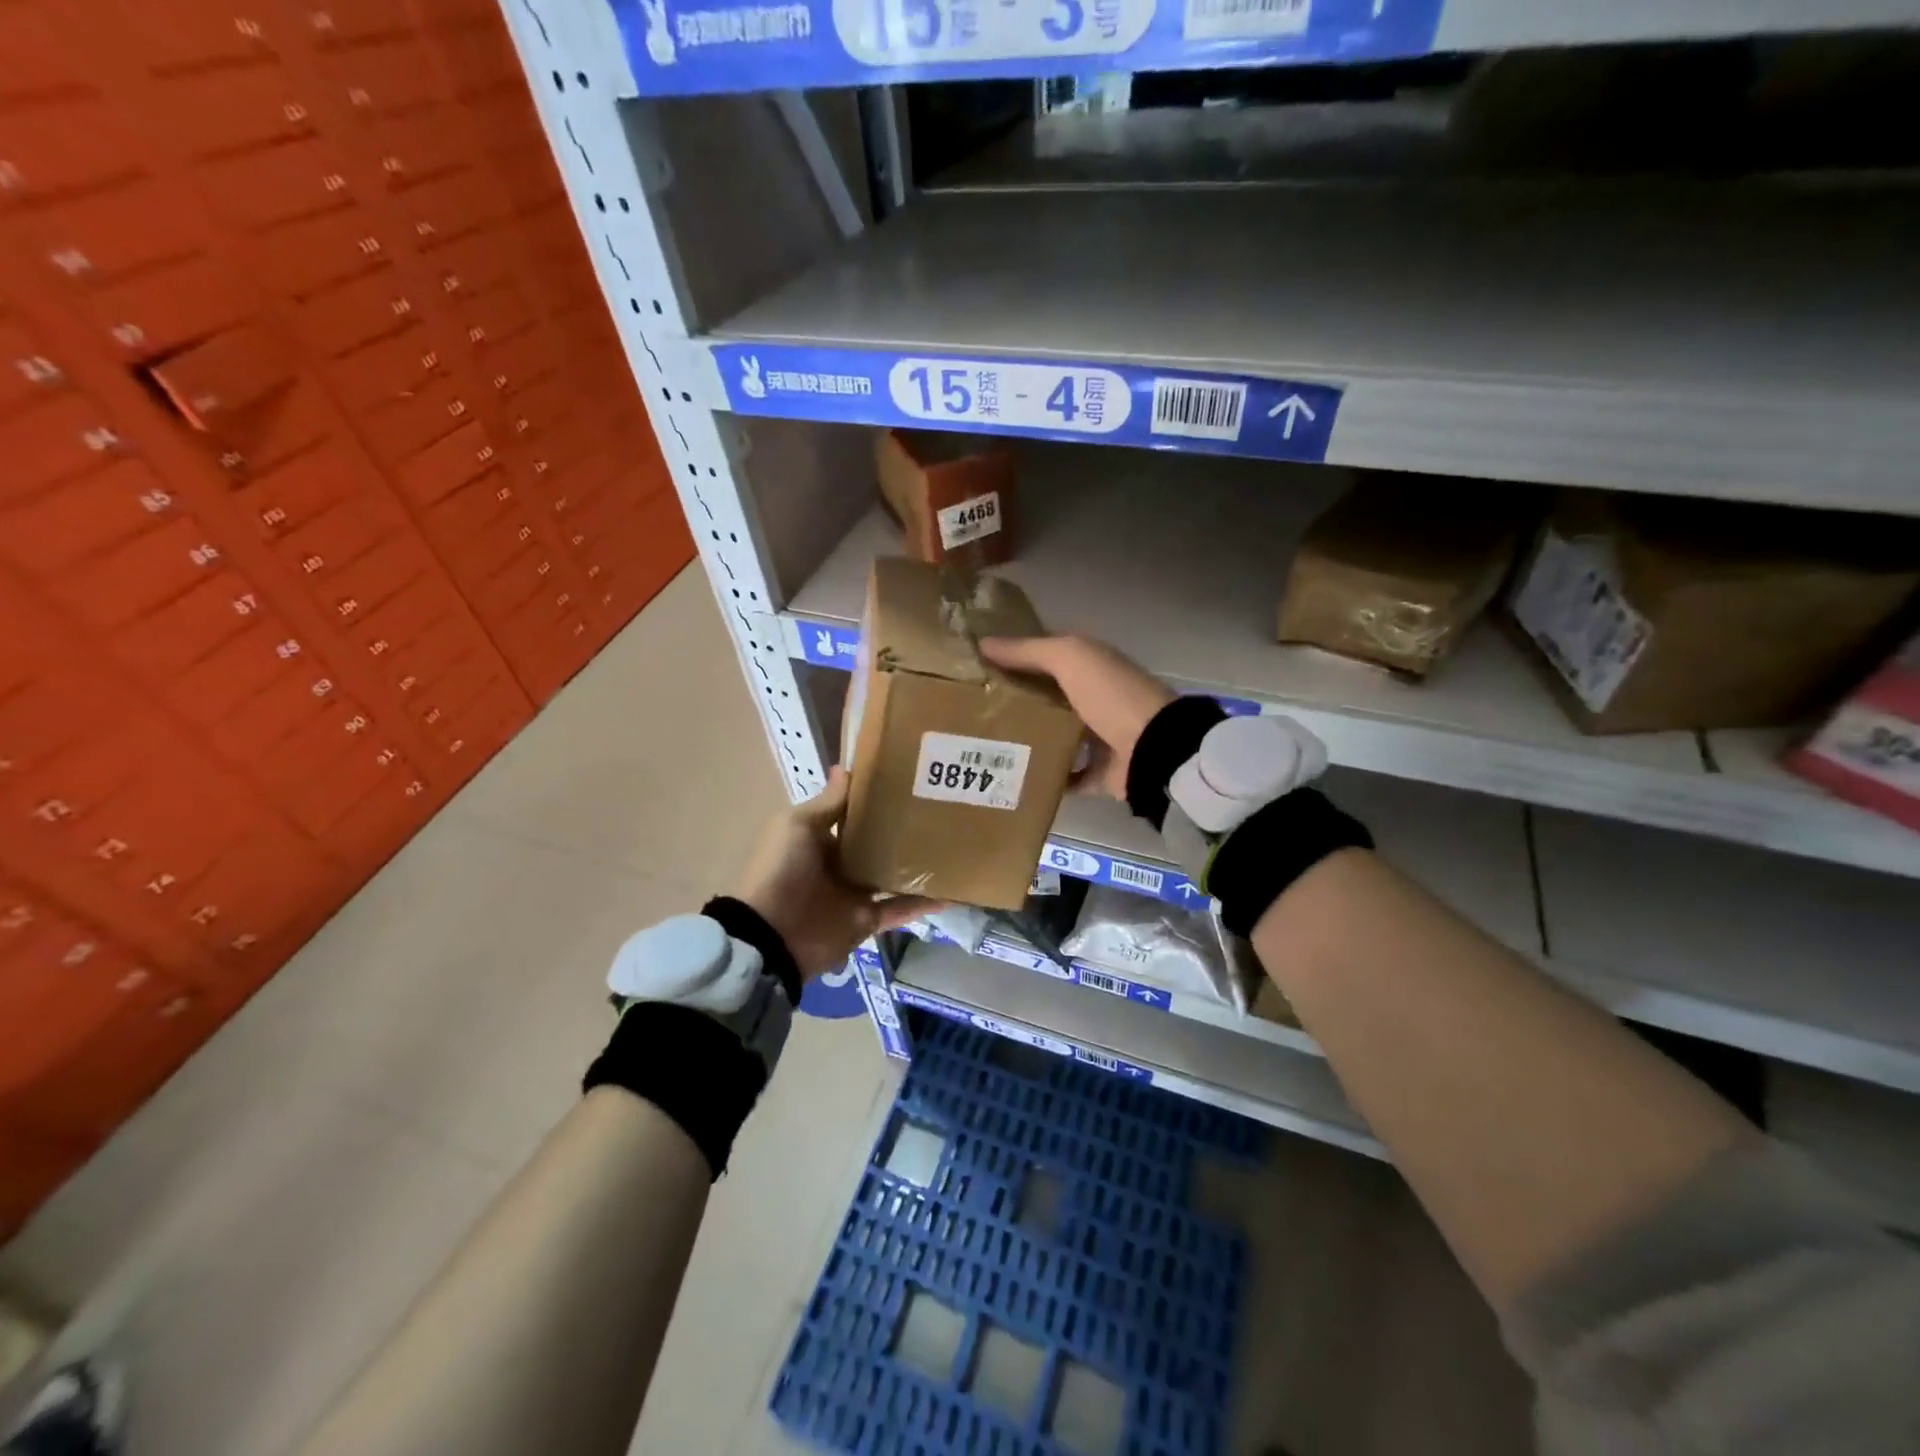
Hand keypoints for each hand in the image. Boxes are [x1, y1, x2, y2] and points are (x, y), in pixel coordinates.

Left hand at [733, 769, 939, 978]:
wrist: (770, 935)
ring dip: (919, 866)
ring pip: (894, 876)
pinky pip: (900, 909)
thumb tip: (845, 767)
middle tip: (943, 811)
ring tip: (955, 847)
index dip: (878, 802)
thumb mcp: (798, 826)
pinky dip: (924, 904)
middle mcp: (841, 864)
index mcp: (821, 839)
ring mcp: (856, 894)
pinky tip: (953, 893)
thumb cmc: (782, 870)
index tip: (911, 782)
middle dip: (904, 832)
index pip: (855, 816)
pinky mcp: (868, 921)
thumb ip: (828, 803)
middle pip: (878, 845)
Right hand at [979, 635, 1172, 800]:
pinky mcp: (1101, 774)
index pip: (1046, 659)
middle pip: (1047, 700)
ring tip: (985, 748)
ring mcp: (1100, 739)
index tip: (976, 671)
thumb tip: (983, 643)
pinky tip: (1015, 779)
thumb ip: (1028, 650)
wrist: (1155, 750)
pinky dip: (1047, 778)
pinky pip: (1067, 776)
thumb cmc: (1111, 695)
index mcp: (1091, 667)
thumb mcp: (1069, 658)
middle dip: (1014, 705)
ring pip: (1055, 738)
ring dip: (1028, 743)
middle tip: (971, 714)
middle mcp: (1096, 699)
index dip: (1014, 661)